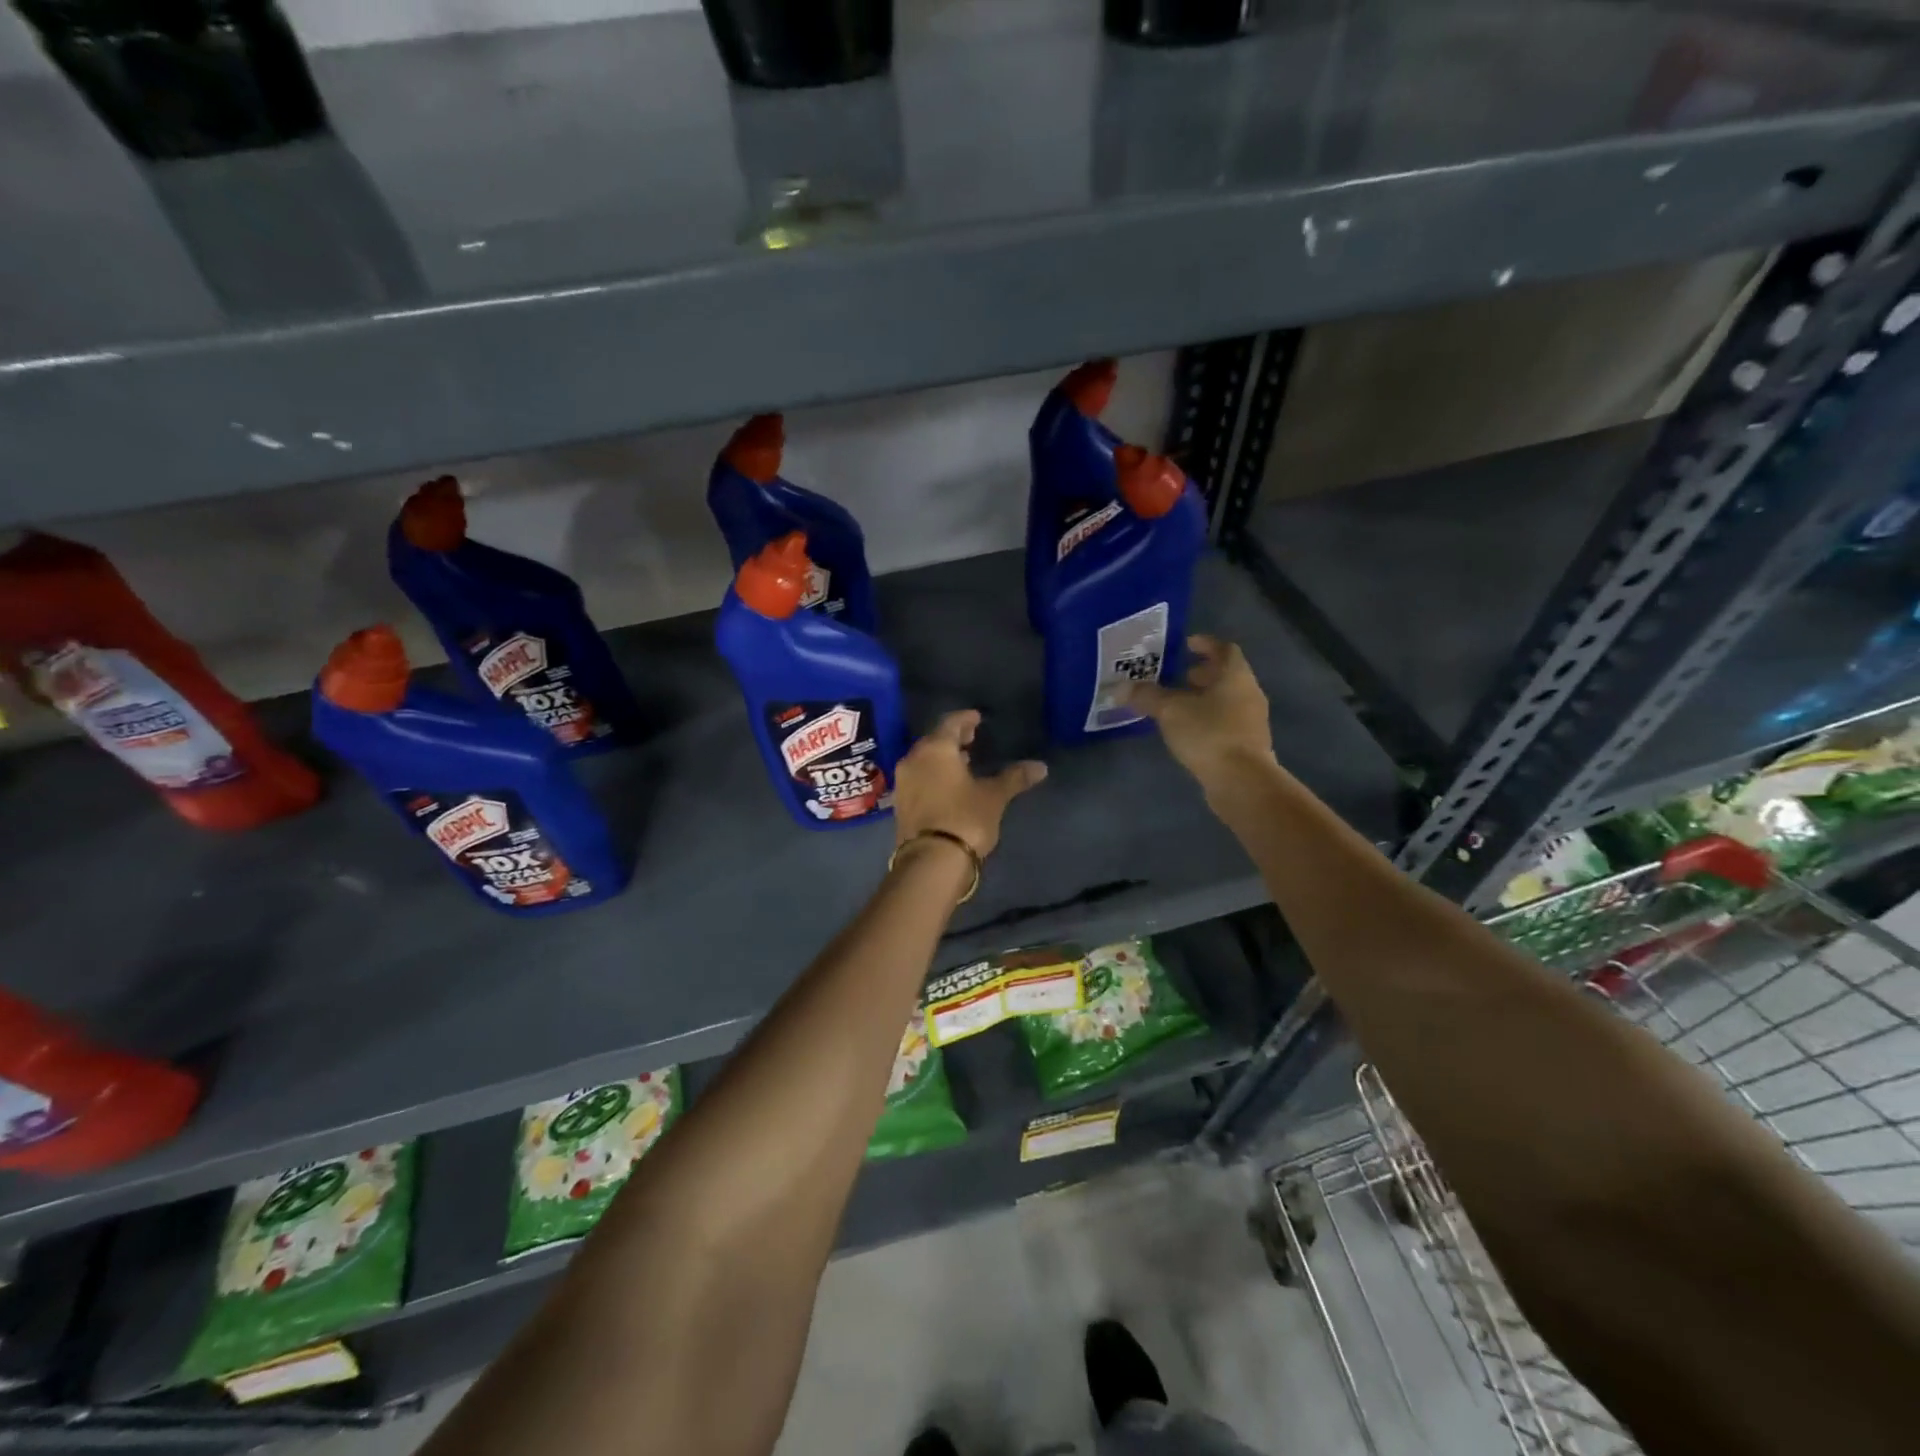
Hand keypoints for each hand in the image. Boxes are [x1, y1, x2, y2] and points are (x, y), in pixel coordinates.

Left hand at [892, 710, 1046, 858]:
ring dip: (942, 757)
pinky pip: (918, 778)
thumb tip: (1041, 767)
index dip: (965, 718)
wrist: (931, 861)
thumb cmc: (965, 818)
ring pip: (923, 759)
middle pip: (933, 740)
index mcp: (935, 749)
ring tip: (963, 760)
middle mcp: (913, 759)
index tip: (977, 718)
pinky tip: (948, 784)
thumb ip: (1014, 777)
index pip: (950, 723)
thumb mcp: (994, 796)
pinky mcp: (900, 804)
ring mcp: (903, 782)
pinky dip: (933, 774)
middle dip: (953, 737)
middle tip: (971, 736)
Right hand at [1128, 635, 1274, 790]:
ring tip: (1177, 704)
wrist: (1242, 781)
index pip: (1225, 649)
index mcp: (1235, 676)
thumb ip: (1146, 696)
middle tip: (1178, 675)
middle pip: (1227, 675)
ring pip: (1227, 699)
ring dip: (1204, 698)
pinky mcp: (1248, 745)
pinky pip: (1227, 722)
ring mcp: (1252, 720)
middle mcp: (1249, 693)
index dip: (1206, 644)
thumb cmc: (1209, 733)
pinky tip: (1188, 730)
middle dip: (1202, 673)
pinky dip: (1208, 718)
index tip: (1185, 644)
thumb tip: (1120, 688)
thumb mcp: (1170, 710)